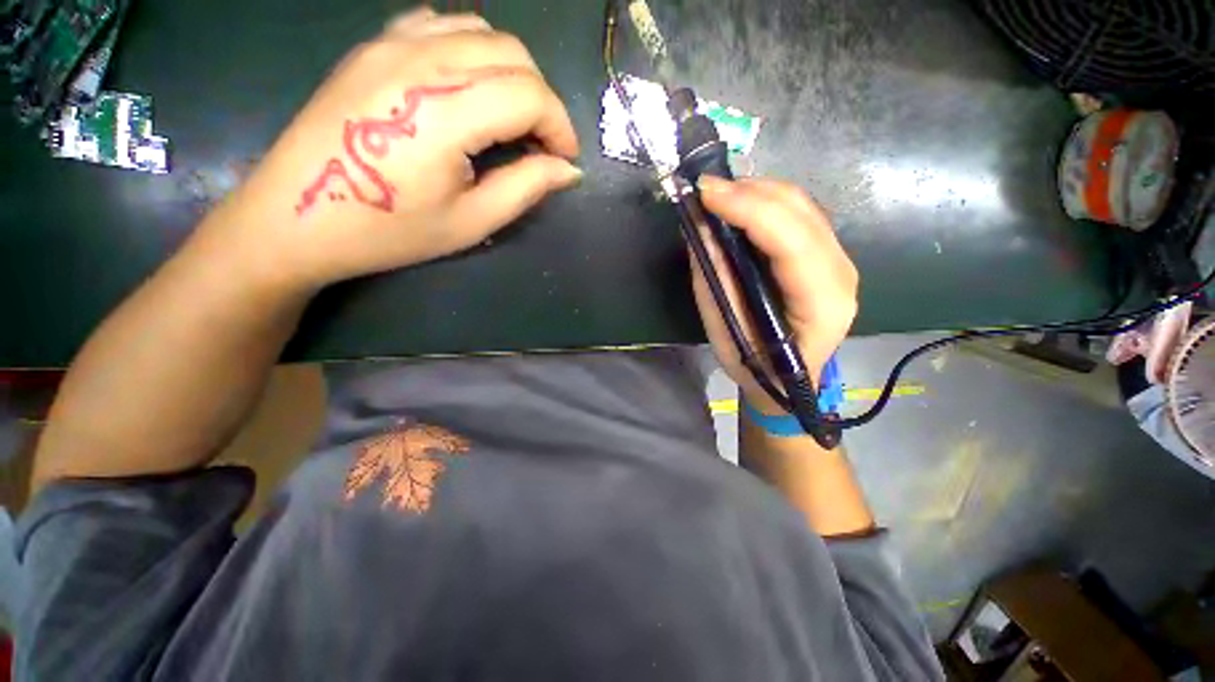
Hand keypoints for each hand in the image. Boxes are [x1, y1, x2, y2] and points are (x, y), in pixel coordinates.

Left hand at [201, 9, 580, 291]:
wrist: (297, 216)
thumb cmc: (390, 230)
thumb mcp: (471, 222)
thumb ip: (526, 188)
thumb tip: (568, 170)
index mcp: (445, 111)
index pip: (530, 95)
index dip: (560, 127)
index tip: (565, 159)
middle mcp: (421, 60)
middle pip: (513, 54)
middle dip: (542, 100)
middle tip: (542, 144)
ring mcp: (392, 44)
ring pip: (482, 31)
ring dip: (512, 73)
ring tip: (512, 118)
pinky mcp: (374, 45)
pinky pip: (442, 26)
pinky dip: (474, 51)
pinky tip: (471, 87)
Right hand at [692, 177, 858, 414]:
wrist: (792, 383)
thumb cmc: (758, 368)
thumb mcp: (727, 333)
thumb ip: (716, 282)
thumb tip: (700, 231)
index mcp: (822, 303)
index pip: (791, 240)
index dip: (748, 209)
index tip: (704, 193)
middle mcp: (841, 273)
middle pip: (800, 211)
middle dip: (748, 192)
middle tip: (704, 191)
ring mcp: (839, 260)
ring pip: (802, 205)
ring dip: (756, 192)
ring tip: (717, 197)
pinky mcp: (827, 255)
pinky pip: (799, 214)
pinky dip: (765, 203)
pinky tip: (739, 207)